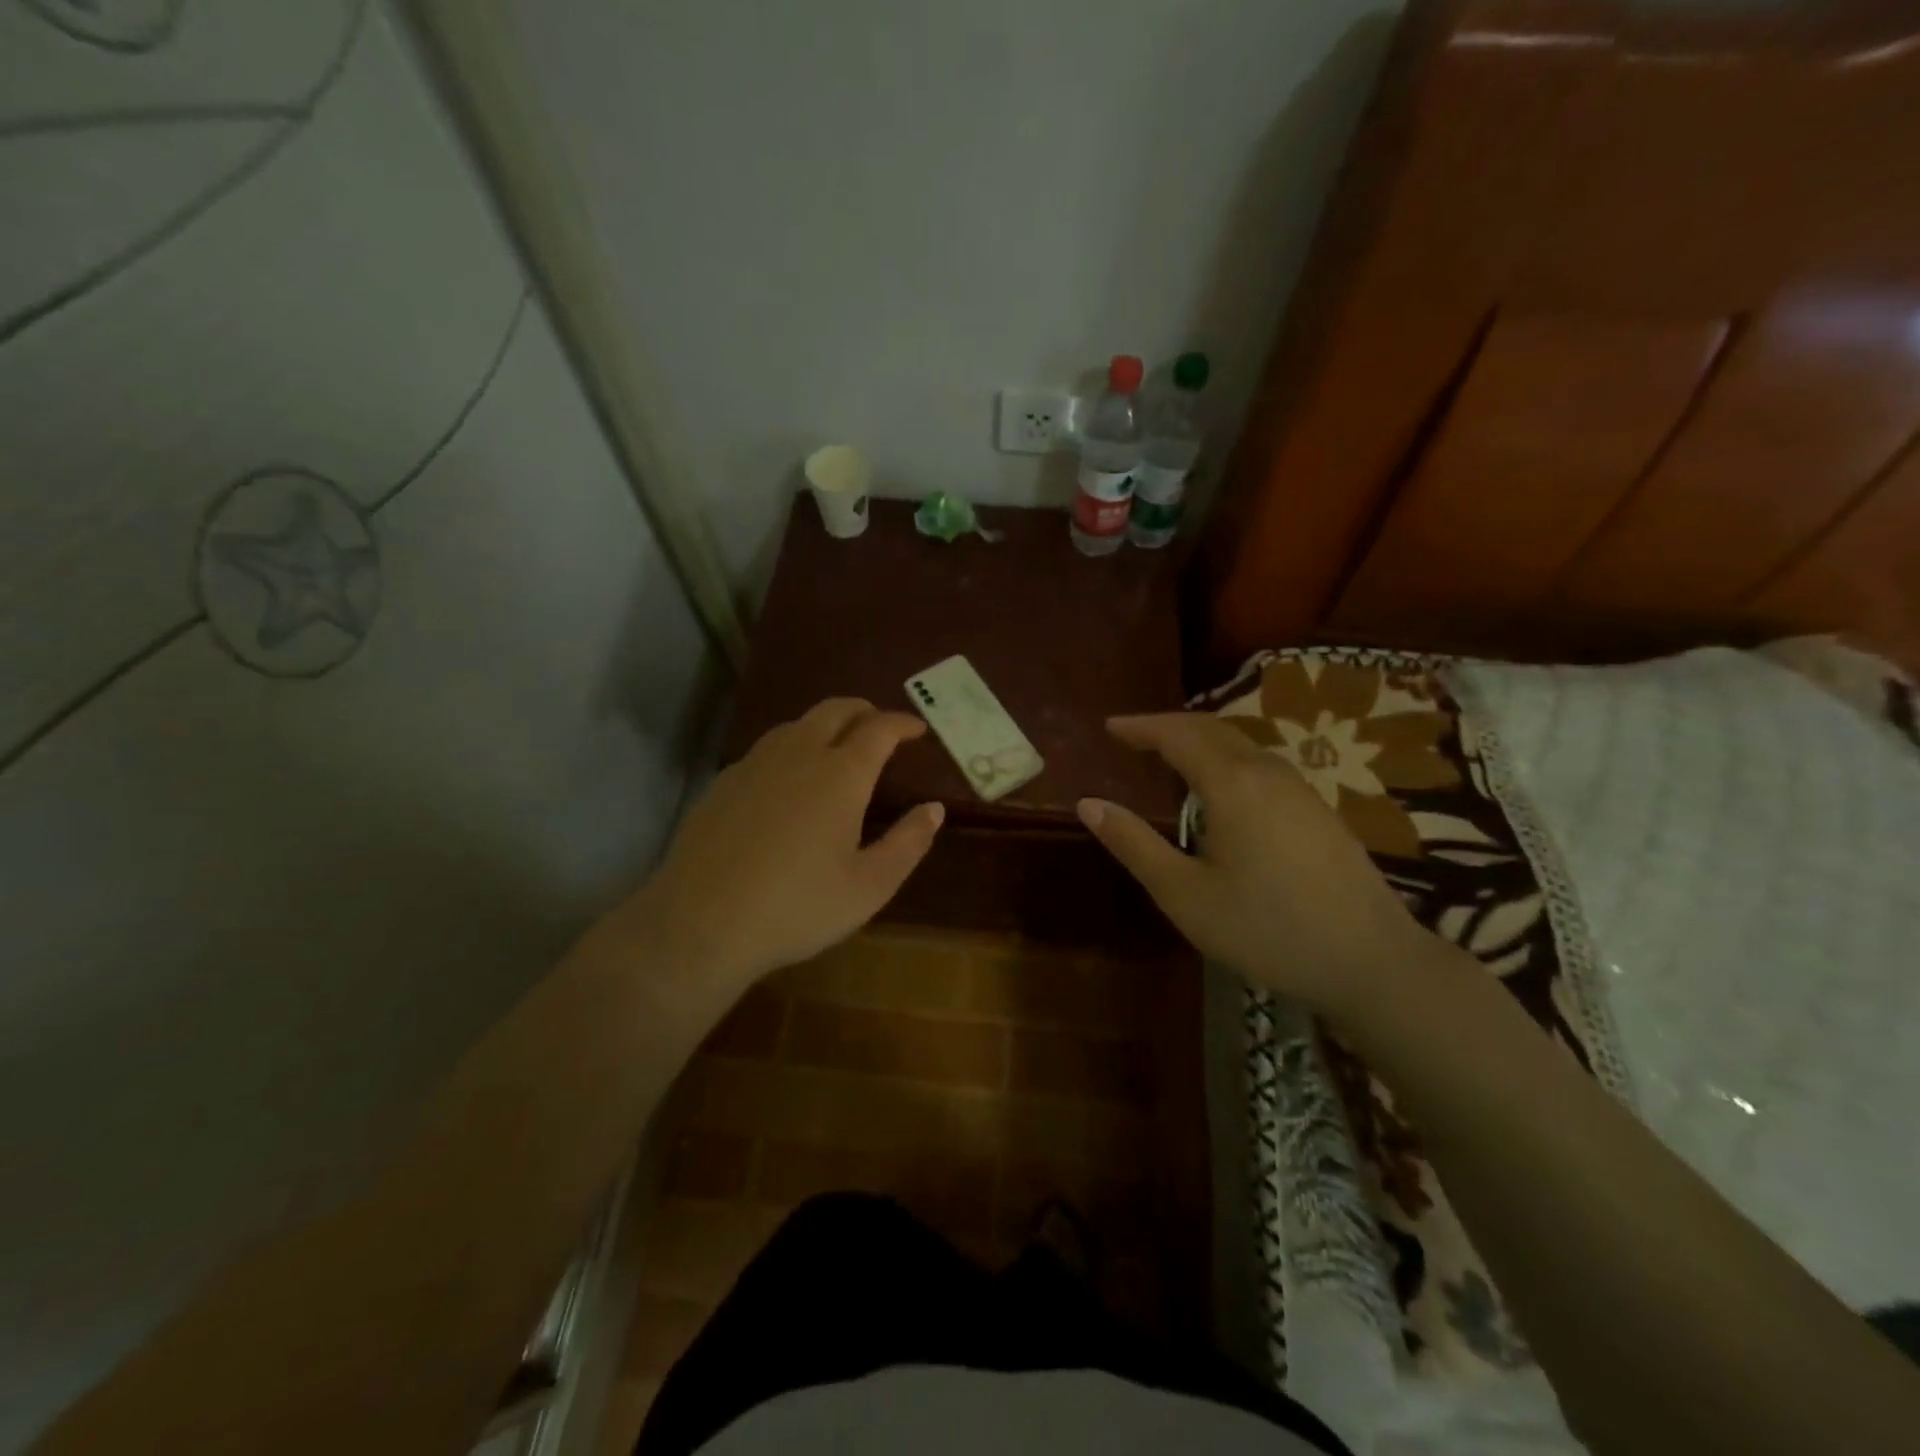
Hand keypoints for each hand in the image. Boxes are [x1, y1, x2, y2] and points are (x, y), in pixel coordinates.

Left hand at [629, 699, 943, 992]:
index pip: (879, 729)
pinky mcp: (724, 782)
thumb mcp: (870, 886)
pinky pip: (767, 748)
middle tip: (880, 728)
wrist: (701, 922)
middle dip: (864, 711)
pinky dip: (792, 748)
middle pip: (835, 710)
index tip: (917, 729)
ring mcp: (755, 764)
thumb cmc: (798, 906)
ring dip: (825, 725)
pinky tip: (789, 780)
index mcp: (841, 774)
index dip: (902, 723)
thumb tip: (933, 809)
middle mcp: (799, 754)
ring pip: (797, 724)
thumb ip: (908, 843)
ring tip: (838, 747)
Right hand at [1078, 713, 1428, 1015]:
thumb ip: (1134, 845)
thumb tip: (1088, 804)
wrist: (1373, 961)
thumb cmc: (1267, 929)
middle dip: (1169, 725)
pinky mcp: (1319, 809)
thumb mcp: (1185, 895)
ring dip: (1200, 739)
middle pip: (1212, 728)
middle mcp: (1267, 772)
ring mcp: (1300, 788)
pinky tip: (1222, 787)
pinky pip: (1261, 763)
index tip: (1110, 727)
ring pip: (1242, 743)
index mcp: (1231, 784)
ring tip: (1170, 755)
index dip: (1141, 726)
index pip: (1178, 734)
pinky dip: (1227, 757)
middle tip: (1133, 735)